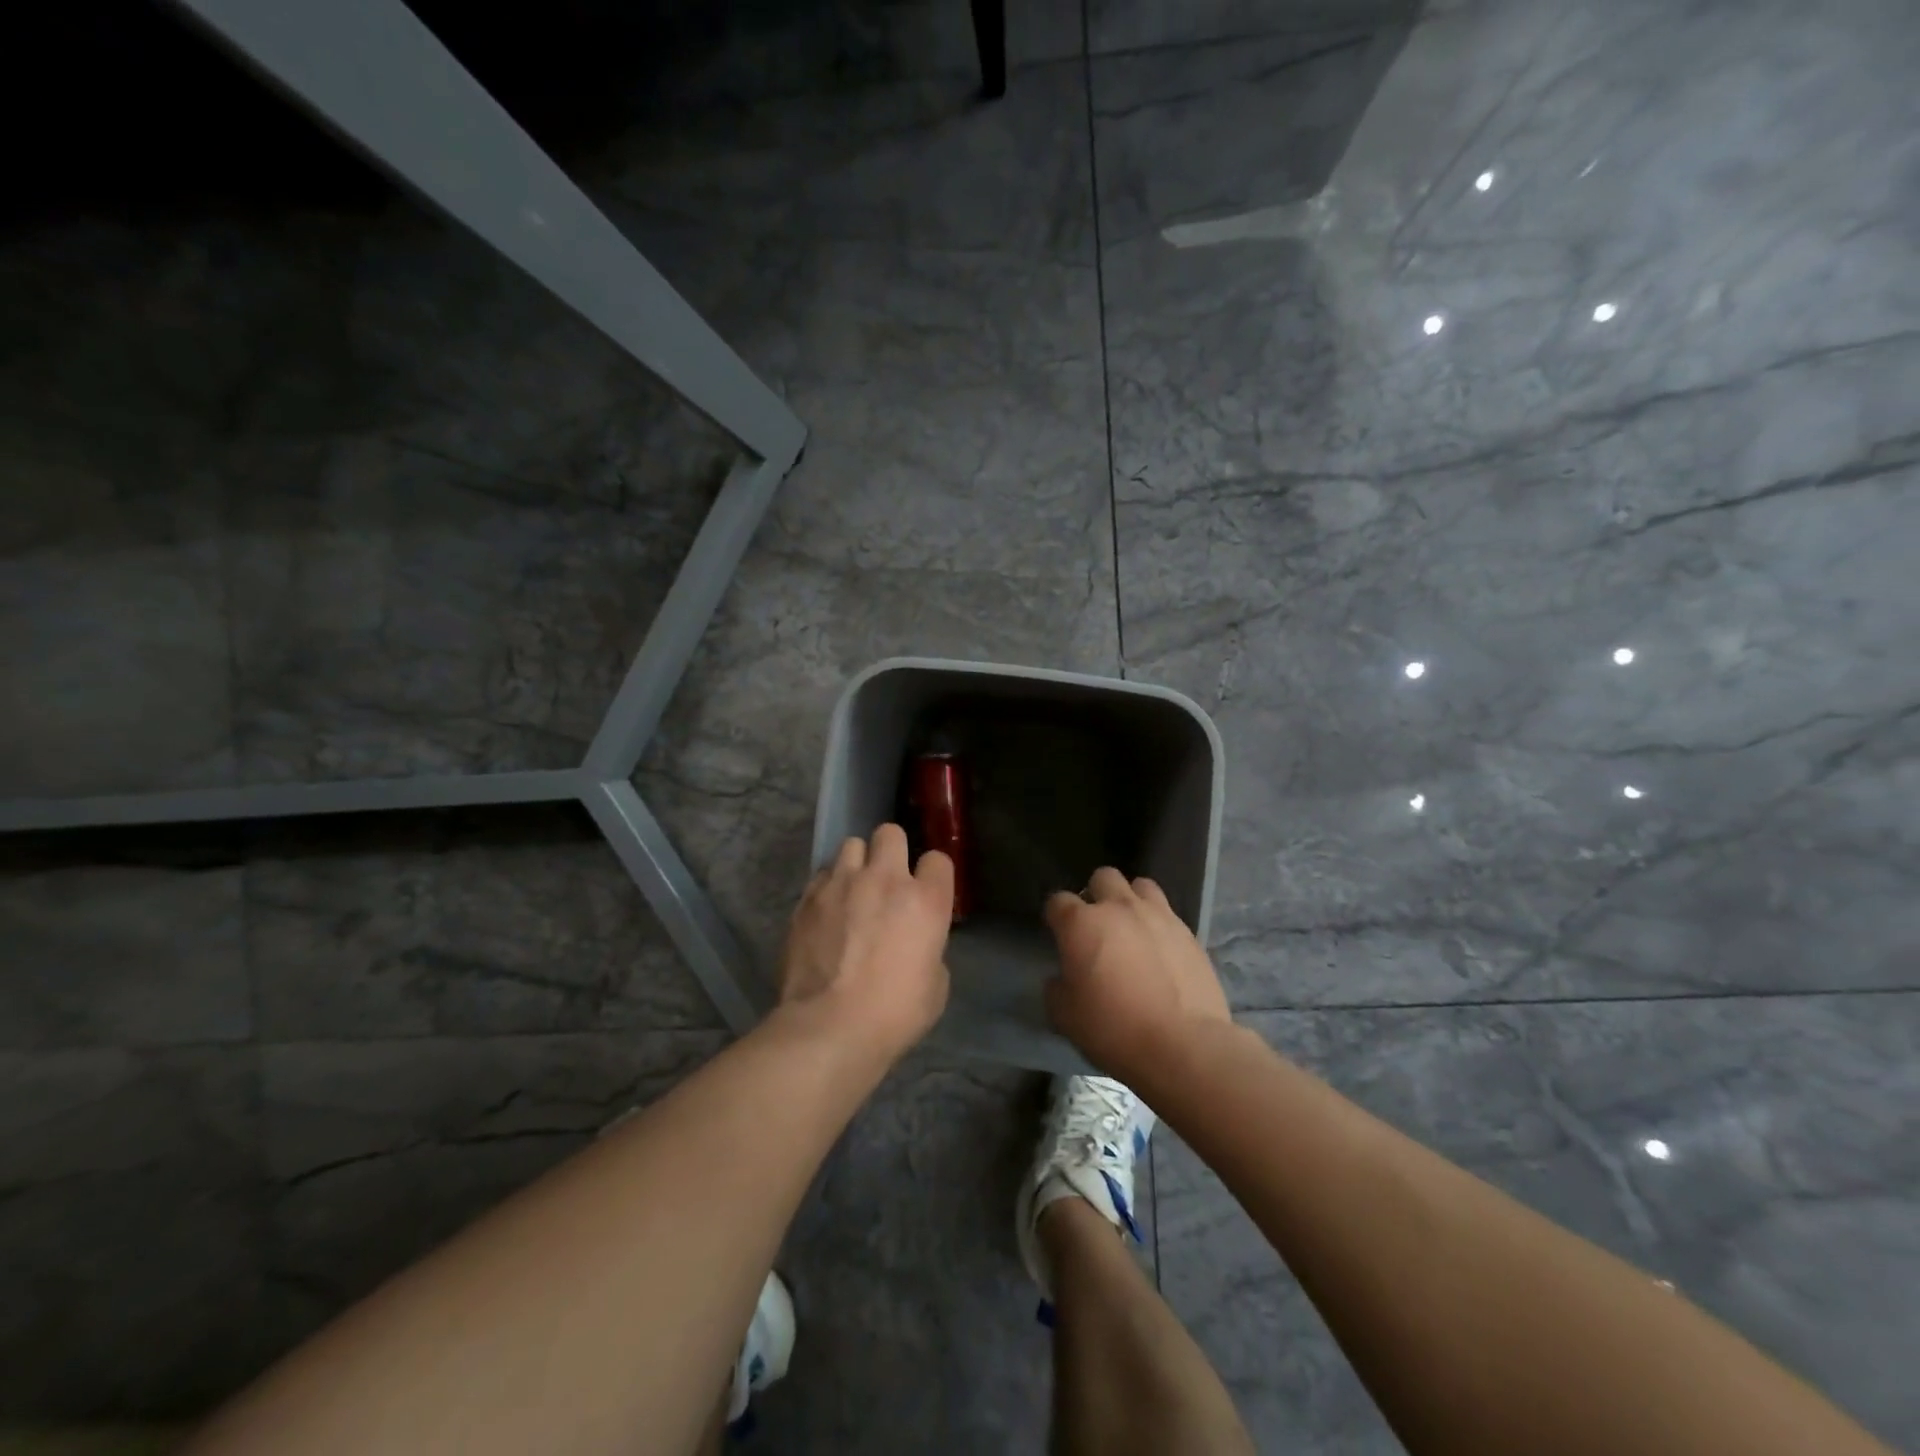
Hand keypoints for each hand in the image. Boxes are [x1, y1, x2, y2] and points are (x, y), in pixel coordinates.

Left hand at [778, 823, 953, 1064]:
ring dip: (856, 863)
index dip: (932, 874)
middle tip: (886, 880)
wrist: (829, 1027)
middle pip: (890, 833)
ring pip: (851, 844)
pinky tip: (826, 911)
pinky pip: (822, 875)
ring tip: (852, 890)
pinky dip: (828, 886)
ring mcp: (841, 884)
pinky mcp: (807, 898)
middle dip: (890, 850)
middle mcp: (884, 879)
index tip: (926, 891)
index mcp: (925, 900)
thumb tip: (915, 943)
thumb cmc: (893, 1014)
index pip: (937, 859)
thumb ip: (929, 949)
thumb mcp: (935, 986)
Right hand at [1044, 868, 1232, 1079]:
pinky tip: (1159, 949)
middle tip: (1097, 925)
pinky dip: (1158, 923)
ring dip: (1131, 900)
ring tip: (1132, 927)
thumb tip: (1062, 978)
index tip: (1058, 933)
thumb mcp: (1065, 1017)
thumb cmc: (1114, 1029)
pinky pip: (1168, 913)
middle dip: (1095, 895)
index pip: (1058, 901)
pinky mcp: (1188, 932)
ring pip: (1140, 885)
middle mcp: (1119, 908)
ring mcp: (1158, 916)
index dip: (1055, 916)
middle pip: (1102, 877)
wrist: (1184, 1046)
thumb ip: (1056, 988)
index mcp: (1081, 923)